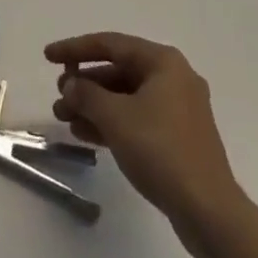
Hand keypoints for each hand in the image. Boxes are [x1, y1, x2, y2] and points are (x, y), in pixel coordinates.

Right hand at [47, 31, 242, 247]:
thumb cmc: (161, 151)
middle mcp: (173, 78)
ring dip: (94, 106)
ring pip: (126, 97)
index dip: (75, 49)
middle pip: (119, 71)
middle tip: (58, 96)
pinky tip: (85, 134)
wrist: (209, 212)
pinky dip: (112, 123)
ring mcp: (178, 109)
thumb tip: (71, 84)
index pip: (110, 45)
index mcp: (163, 62)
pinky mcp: (177, 138)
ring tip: (64, 118)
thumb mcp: (116, 118)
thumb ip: (87, 95)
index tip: (48, 56)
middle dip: (85, 84)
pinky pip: (137, 119)